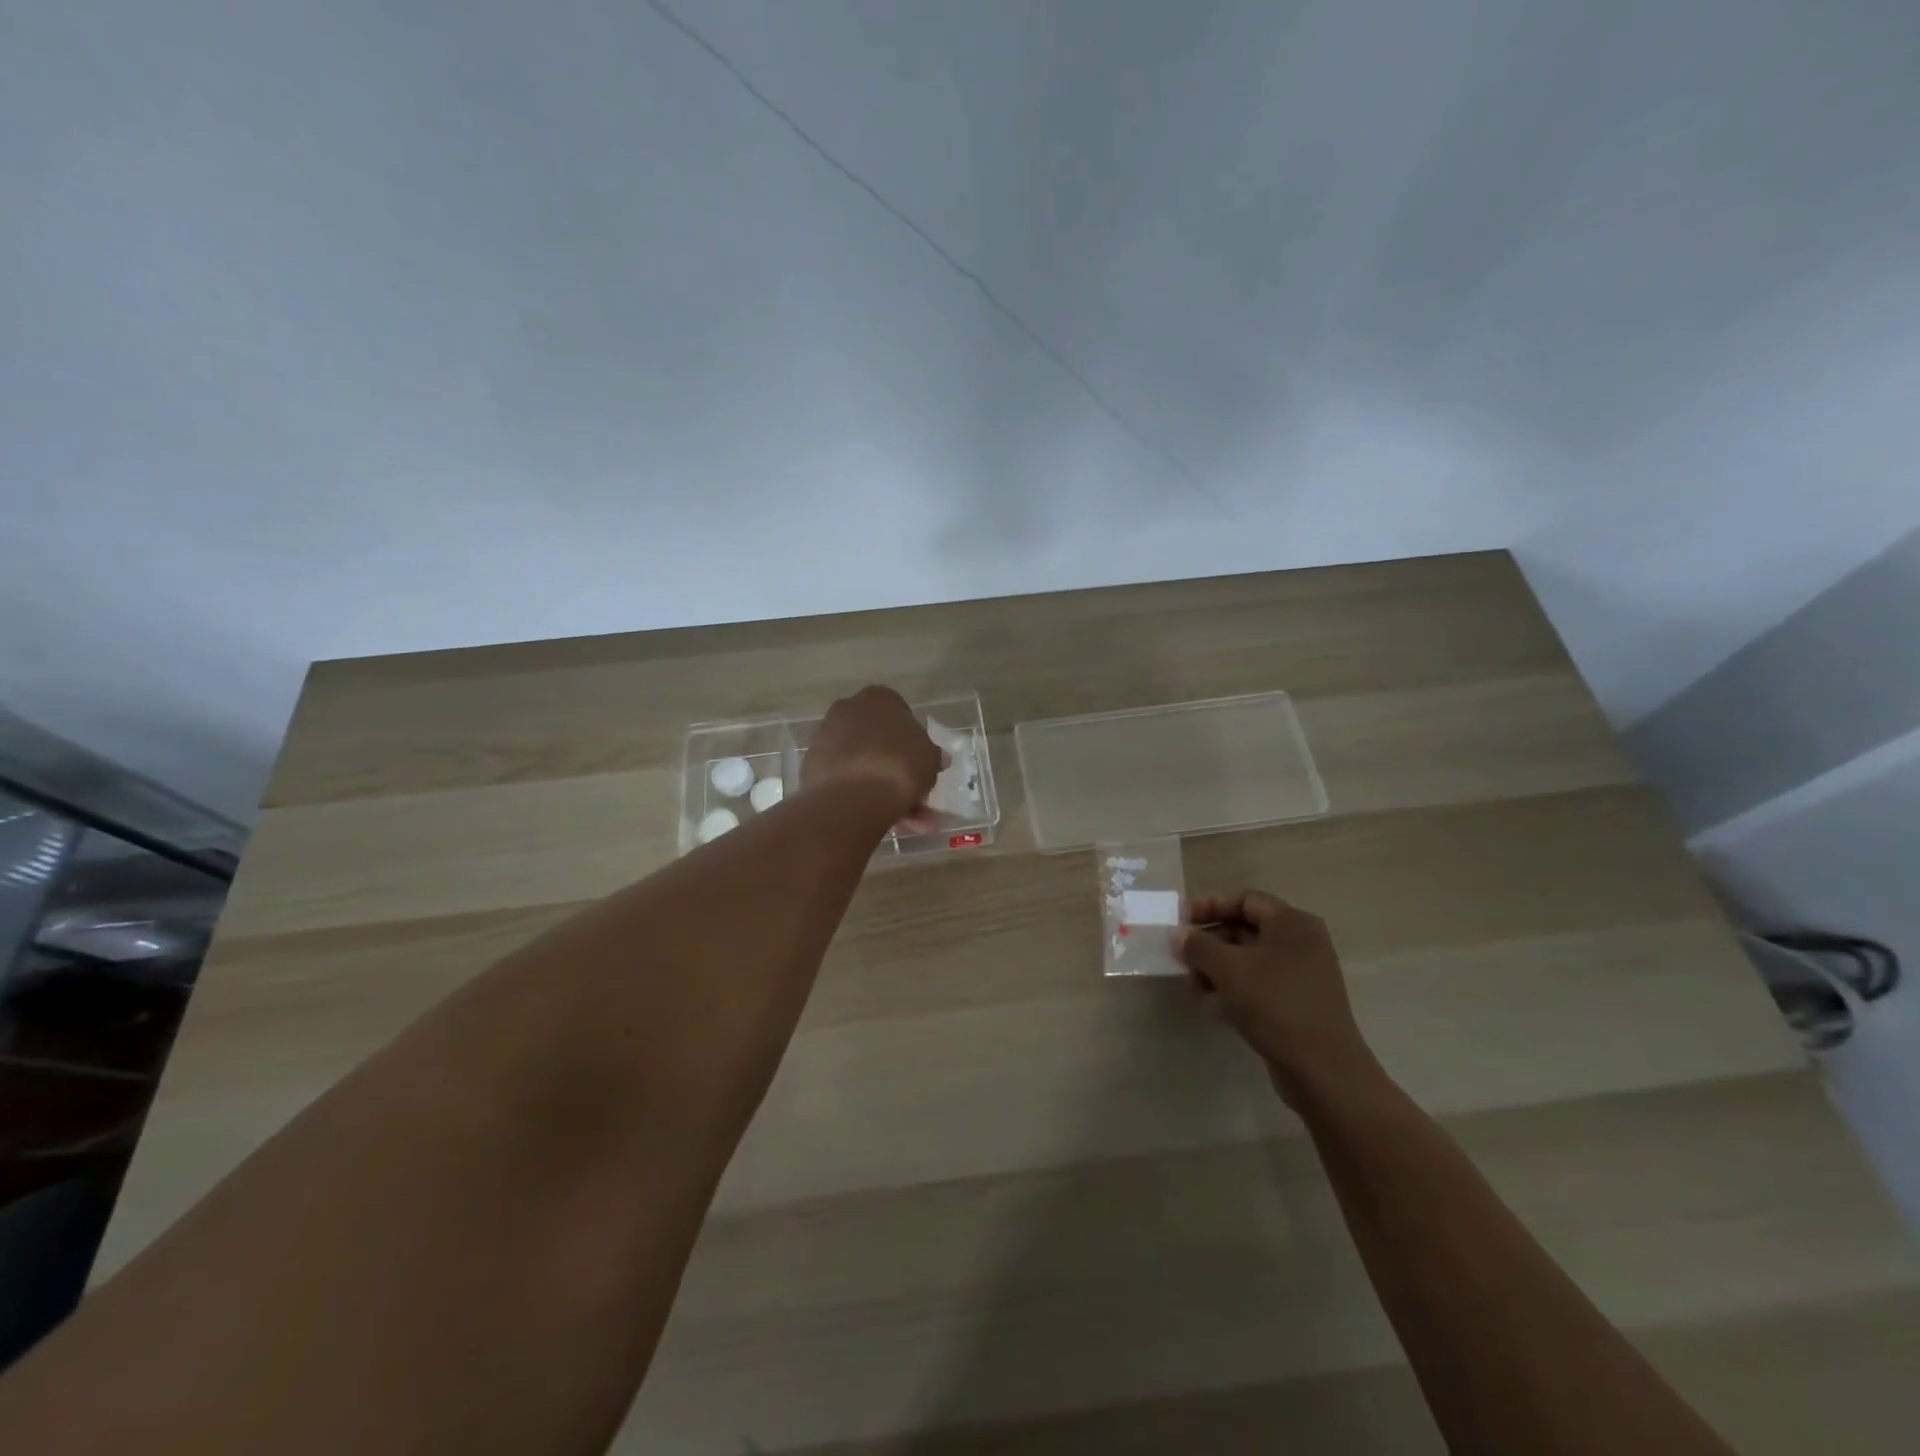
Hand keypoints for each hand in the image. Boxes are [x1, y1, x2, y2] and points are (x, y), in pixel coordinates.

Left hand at [801, 685, 944, 824]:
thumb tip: (937, 757)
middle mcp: (847, 710)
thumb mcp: (930, 759)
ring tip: (909, 825)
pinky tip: (884, 822)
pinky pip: (847, 780)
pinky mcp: (812, 767)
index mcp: (878, 698)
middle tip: (918, 799)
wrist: (851, 797)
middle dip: (900, 772)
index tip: (922, 765)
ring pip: (864, 765)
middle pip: (880, 742)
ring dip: (886, 791)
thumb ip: (932, 755)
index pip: (900, 714)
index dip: (914, 742)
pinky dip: (864, 797)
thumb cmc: (899, 765)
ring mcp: (826, 738)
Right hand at [1176, 891, 1381, 1107]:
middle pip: (1246, 929)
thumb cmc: (1275, 1004)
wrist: (1323, 1070)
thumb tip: (1179, 934)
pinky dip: (1235, 987)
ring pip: (1250, 959)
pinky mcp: (1299, 1002)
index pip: (1245, 900)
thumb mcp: (1228, 969)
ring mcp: (1303, 974)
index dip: (1210, 906)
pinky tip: (1216, 1005)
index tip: (1181, 922)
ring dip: (1218, 967)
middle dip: (1210, 942)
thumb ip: (1198, 946)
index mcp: (1292, 923)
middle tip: (1182, 958)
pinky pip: (1260, 983)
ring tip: (1195, 987)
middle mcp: (1302, 942)